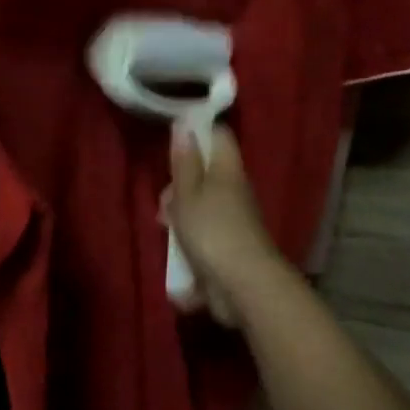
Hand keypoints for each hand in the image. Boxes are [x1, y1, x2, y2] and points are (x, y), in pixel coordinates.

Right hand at [163, 125, 285, 325]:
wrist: (244, 286)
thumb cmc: (212, 231)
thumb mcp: (188, 194)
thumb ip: (184, 162)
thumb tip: (184, 124)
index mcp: (227, 170)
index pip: (218, 136)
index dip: (198, 132)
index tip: (173, 140)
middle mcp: (234, 191)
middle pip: (204, 174)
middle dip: (179, 186)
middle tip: (165, 201)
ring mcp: (233, 220)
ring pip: (201, 206)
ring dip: (181, 217)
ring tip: (167, 229)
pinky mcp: (229, 247)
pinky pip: (204, 235)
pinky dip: (189, 242)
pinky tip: (178, 256)